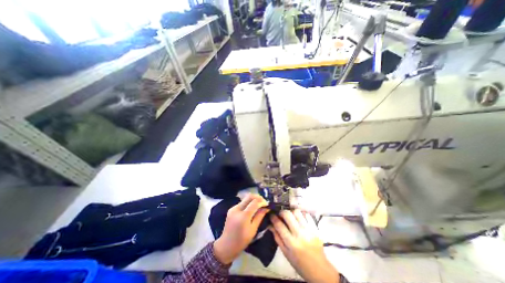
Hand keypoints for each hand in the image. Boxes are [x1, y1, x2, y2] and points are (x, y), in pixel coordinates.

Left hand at [213, 193, 269, 263]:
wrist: (226, 245)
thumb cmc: (241, 241)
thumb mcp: (253, 230)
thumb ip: (259, 216)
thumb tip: (266, 208)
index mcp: (243, 216)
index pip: (254, 202)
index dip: (262, 201)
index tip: (267, 204)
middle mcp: (237, 209)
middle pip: (249, 196)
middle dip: (258, 197)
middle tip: (263, 201)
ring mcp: (233, 208)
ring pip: (245, 198)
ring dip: (253, 199)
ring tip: (259, 204)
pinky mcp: (231, 209)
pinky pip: (241, 202)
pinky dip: (248, 203)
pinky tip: (251, 208)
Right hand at [268, 210, 338, 282]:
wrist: (319, 270)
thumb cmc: (300, 263)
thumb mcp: (286, 253)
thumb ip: (277, 238)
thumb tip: (270, 225)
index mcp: (291, 242)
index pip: (279, 224)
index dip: (273, 217)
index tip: (271, 215)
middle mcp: (300, 234)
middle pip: (288, 214)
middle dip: (282, 212)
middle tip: (281, 215)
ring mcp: (309, 230)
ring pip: (297, 212)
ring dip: (291, 212)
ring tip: (291, 217)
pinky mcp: (316, 228)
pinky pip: (307, 215)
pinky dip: (301, 215)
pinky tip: (299, 219)